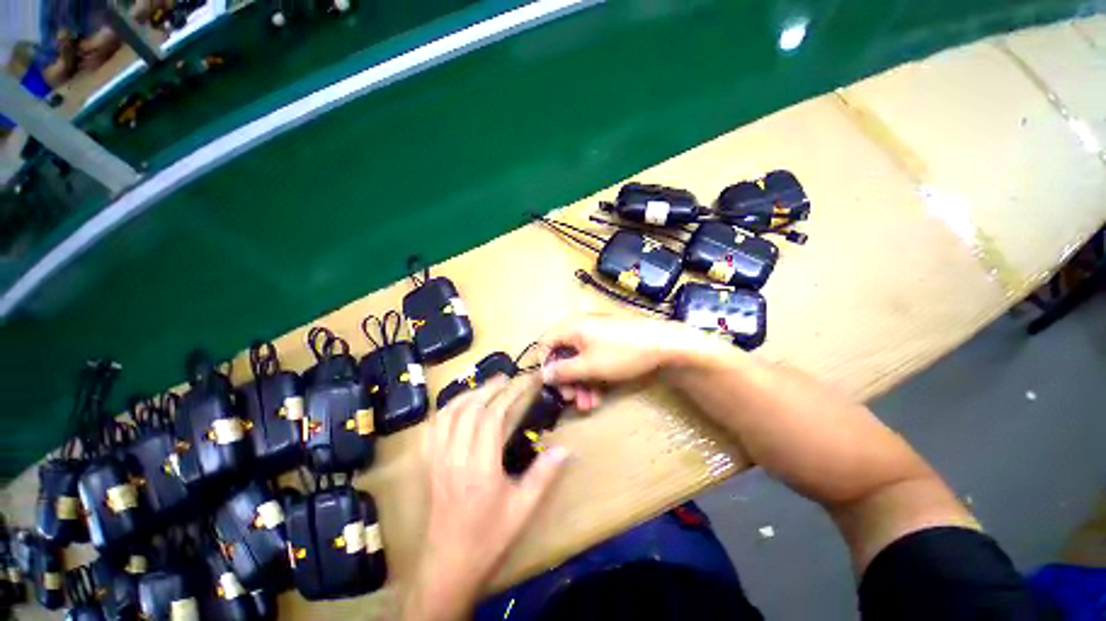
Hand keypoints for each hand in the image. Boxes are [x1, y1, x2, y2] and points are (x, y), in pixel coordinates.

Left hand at [404, 376, 569, 620]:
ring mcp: (436, 460)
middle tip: (504, 378)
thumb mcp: (522, 509)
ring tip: (484, 387)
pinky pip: (431, 429)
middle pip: (469, 410)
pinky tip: (456, 407)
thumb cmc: (488, 537)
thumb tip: (566, 449)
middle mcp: (455, 457)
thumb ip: (544, 475)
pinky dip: (445, 411)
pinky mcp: (427, 465)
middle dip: (488, 388)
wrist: (448, 566)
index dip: (509, 395)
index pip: (492, 417)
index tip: (522, 382)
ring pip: (447, 415)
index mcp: (480, 467)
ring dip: (466, 395)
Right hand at [539, 315, 713, 409]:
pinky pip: (593, 358)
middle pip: (564, 354)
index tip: (551, 385)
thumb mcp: (589, 366)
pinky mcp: (609, 341)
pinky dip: (593, 376)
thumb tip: (543, 374)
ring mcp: (596, 334)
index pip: (546, 343)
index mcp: (572, 327)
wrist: (663, 344)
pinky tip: (599, 395)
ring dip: (581, 383)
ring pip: (579, 360)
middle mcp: (581, 327)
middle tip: (572, 400)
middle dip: (567, 380)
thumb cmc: (621, 353)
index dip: (545, 365)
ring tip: (588, 404)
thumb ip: (563, 371)